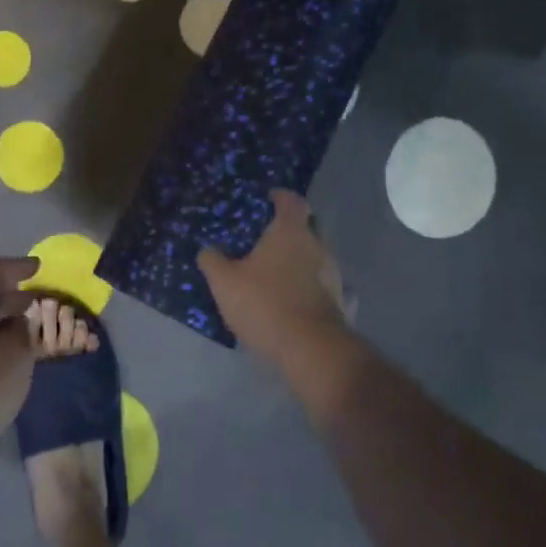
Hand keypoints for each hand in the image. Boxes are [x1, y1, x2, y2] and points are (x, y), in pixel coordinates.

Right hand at [198, 190, 350, 363]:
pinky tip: (293, 297)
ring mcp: (332, 273)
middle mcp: (316, 245)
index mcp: (290, 232)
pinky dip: (308, 284)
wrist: (310, 349)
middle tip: (265, 239)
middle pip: (306, 227)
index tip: (267, 199)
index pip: (291, 201)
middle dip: (288, 230)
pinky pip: (321, 282)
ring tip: (277, 271)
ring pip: (314, 255)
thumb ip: (213, 261)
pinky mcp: (338, 300)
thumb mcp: (224, 282)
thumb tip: (207, 250)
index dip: (279, 197)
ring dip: (299, 259)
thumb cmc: (265, 304)